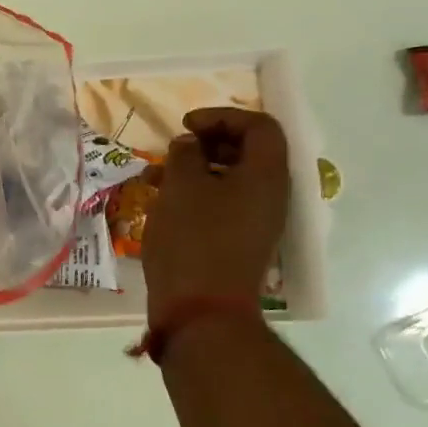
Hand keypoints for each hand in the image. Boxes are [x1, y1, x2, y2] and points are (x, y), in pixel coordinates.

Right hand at [140, 107, 289, 313]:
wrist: (202, 310)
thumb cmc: (193, 239)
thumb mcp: (181, 187)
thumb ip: (185, 154)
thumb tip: (190, 145)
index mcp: (266, 174)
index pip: (259, 126)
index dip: (222, 116)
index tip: (185, 126)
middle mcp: (271, 195)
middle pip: (248, 152)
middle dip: (208, 143)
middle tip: (174, 149)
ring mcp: (257, 222)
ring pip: (231, 180)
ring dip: (196, 170)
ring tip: (157, 177)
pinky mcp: (239, 243)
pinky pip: (222, 205)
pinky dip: (196, 196)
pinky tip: (164, 205)